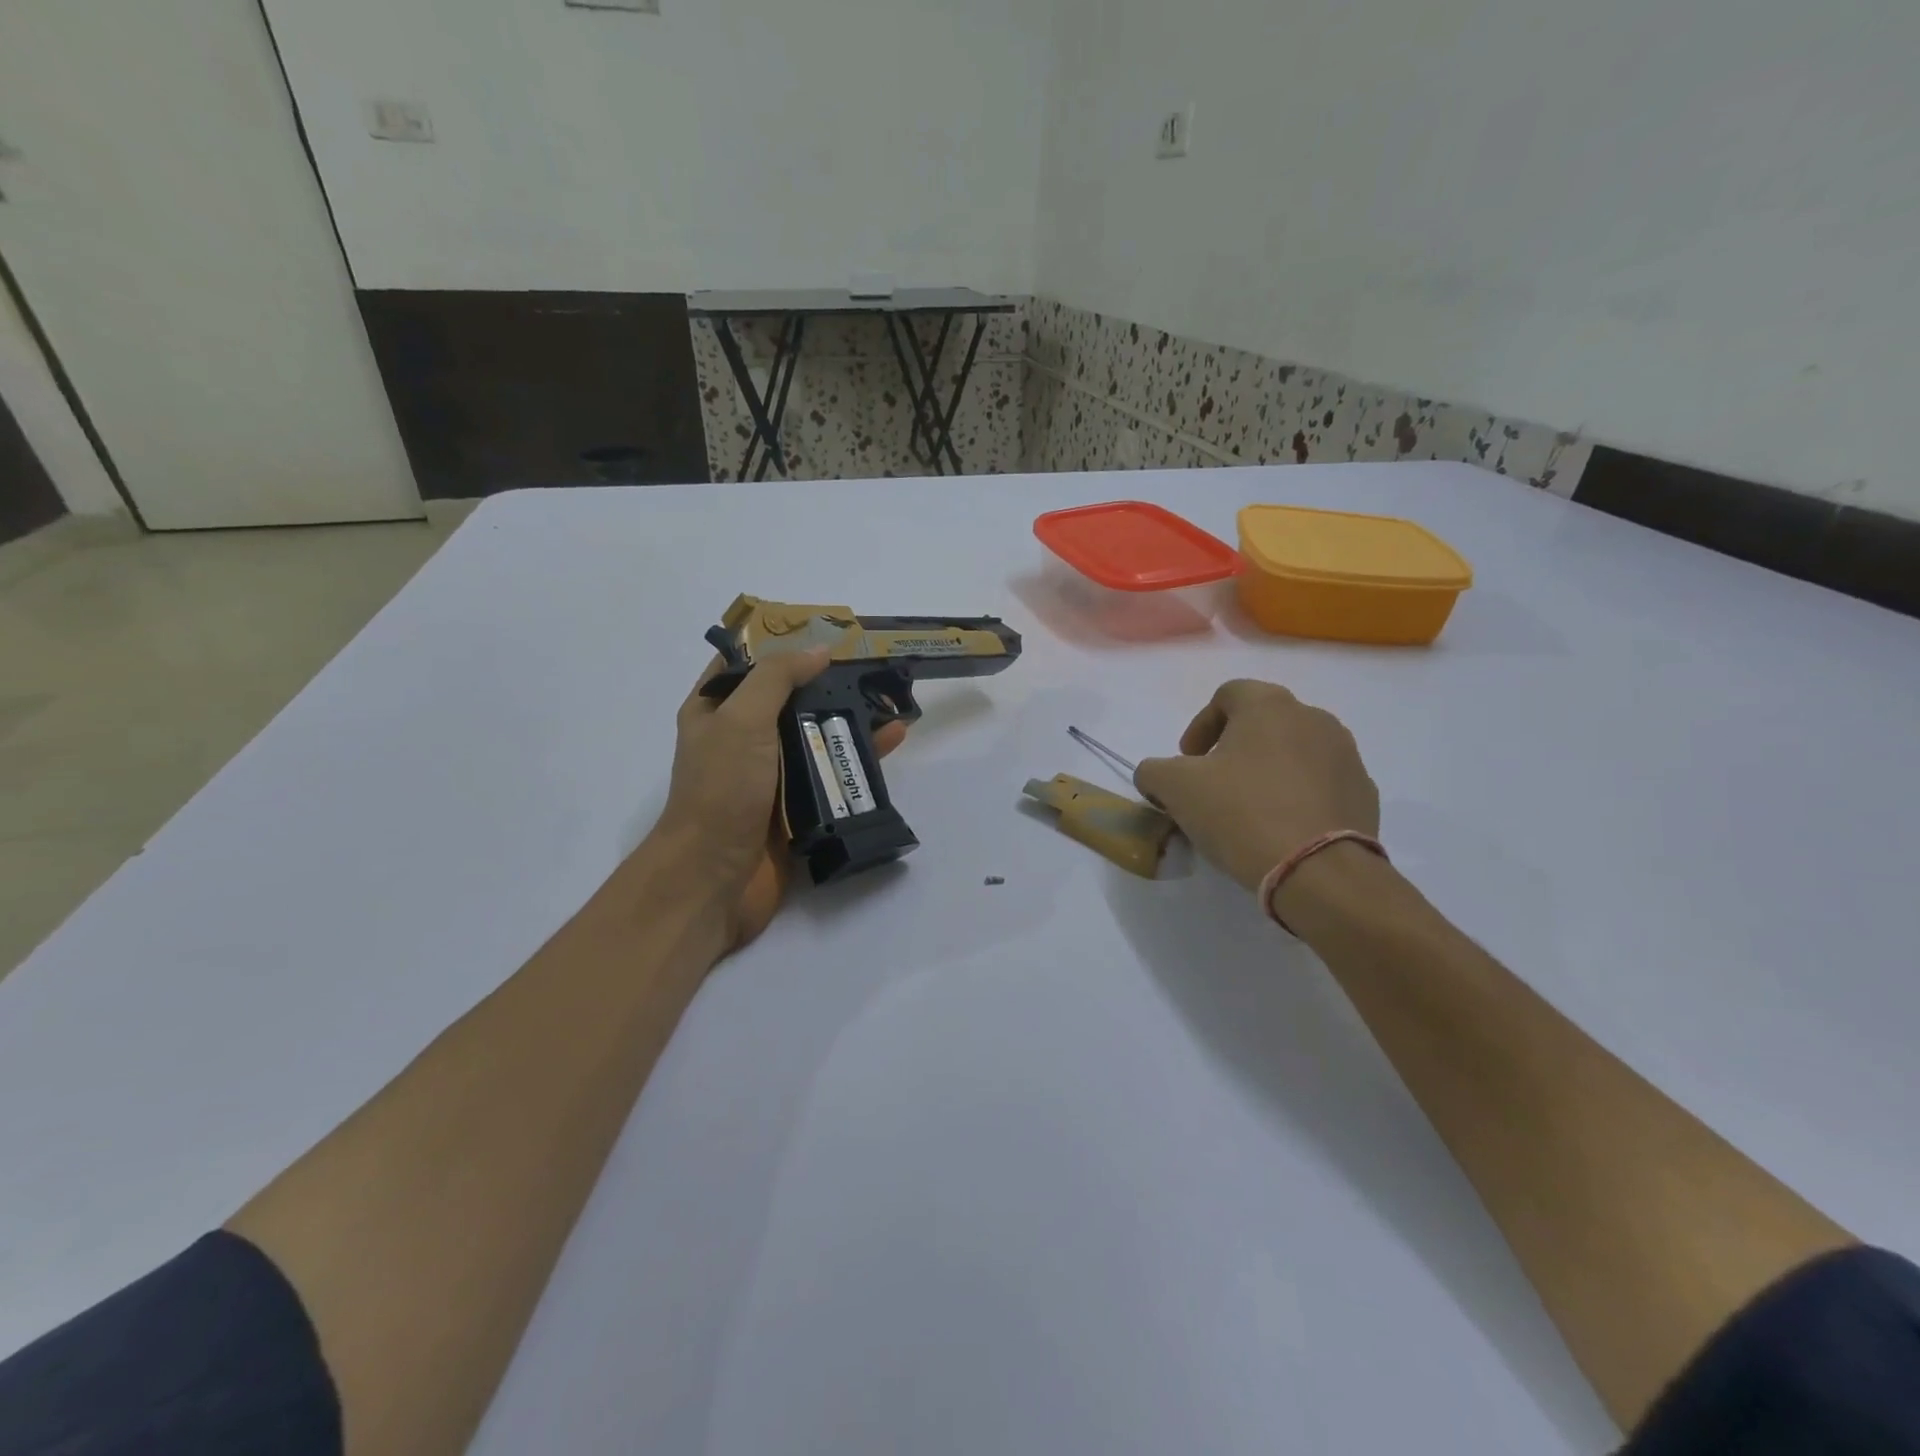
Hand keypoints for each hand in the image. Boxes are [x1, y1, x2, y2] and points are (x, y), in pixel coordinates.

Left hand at [652, 650, 906, 951]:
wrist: (714, 879)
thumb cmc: (721, 789)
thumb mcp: (742, 719)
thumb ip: (778, 678)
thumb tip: (820, 651)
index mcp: (716, 711)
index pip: (746, 664)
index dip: (781, 644)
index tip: (823, 633)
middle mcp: (743, 739)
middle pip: (790, 699)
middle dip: (829, 683)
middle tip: (873, 666)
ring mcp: (771, 775)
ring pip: (816, 736)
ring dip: (851, 719)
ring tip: (892, 699)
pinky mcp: (798, 807)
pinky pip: (832, 773)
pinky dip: (860, 757)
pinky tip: (892, 741)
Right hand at [1134, 679, 1378, 891]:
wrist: (1319, 872)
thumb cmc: (1241, 813)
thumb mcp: (1175, 788)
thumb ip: (1154, 771)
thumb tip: (1156, 775)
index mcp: (1269, 706)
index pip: (1227, 694)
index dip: (1200, 725)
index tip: (1188, 761)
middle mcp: (1314, 719)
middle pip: (1263, 723)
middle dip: (1233, 749)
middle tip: (1213, 785)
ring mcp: (1346, 756)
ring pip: (1294, 753)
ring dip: (1267, 772)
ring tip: (1247, 810)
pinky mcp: (1364, 794)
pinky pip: (1320, 785)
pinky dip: (1297, 797)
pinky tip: (1281, 829)